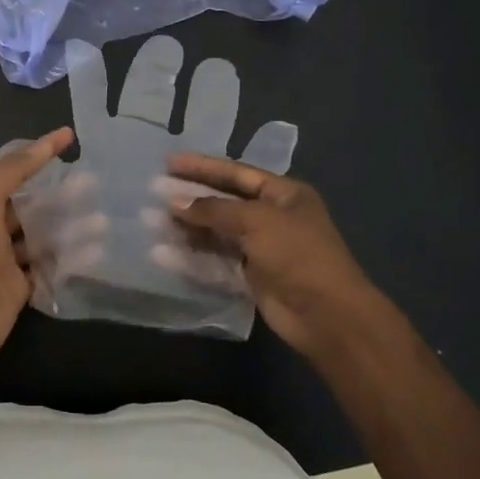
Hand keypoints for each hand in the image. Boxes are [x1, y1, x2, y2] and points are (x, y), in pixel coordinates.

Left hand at [0, 128, 74, 379]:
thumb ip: (12, 171)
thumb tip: (46, 141)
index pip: (17, 172)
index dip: (41, 154)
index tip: (70, 138)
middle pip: (35, 206)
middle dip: (64, 194)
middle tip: (97, 185)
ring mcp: (9, 261)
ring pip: (45, 237)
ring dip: (73, 228)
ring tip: (104, 221)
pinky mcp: (22, 289)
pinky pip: (50, 268)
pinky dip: (71, 261)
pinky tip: (97, 253)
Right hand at [165, 153, 375, 361]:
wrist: (328, 316)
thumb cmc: (297, 254)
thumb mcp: (256, 221)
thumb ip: (213, 209)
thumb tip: (174, 202)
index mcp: (283, 194)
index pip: (236, 173)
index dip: (202, 167)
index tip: (169, 162)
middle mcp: (272, 217)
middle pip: (223, 202)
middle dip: (189, 197)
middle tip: (154, 191)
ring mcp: (261, 249)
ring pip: (216, 232)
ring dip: (186, 228)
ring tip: (151, 221)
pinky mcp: (250, 277)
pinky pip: (216, 261)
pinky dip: (192, 257)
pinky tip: (164, 253)